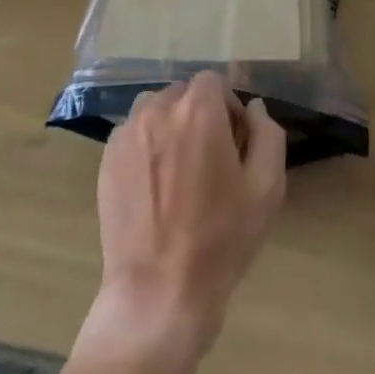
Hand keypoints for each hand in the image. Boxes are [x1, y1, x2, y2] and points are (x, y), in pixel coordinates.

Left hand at [79, 72, 286, 368]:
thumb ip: (267, 135)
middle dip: (199, 116)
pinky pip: (133, 135)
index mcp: (198, 111)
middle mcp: (157, 110)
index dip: (228, 108)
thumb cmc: (221, 239)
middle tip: (210, 161)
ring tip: (180, 172)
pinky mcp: (106, 159)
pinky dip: (146, 148)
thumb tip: (254, 108)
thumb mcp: (266, 188)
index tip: (234, 144)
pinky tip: (155, 189)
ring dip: (170, 127)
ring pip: (155, 111)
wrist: (159, 291)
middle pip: (183, 94)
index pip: (213, 82)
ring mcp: (126, 133)